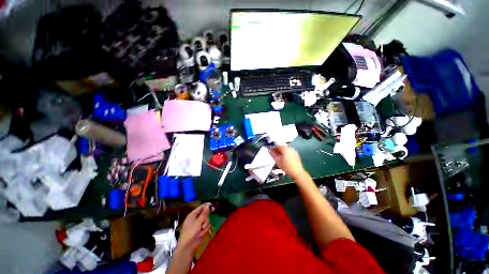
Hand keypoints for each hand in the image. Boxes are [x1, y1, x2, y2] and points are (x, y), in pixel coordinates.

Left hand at [178, 203, 212, 252]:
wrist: (189, 244)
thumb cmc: (191, 232)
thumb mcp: (198, 222)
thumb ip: (203, 214)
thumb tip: (207, 205)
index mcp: (192, 215)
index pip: (200, 208)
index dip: (206, 206)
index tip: (212, 204)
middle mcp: (195, 219)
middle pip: (205, 215)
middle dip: (205, 220)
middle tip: (203, 225)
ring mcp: (198, 225)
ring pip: (206, 221)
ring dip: (205, 226)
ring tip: (201, 230)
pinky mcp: (200, 230)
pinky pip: (206, 227)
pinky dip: (205, 230)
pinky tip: (201, 233)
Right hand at [269, 146, 305, 178]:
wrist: (297, 172)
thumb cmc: (287, 167)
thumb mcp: (278, 162)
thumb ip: (273, 155)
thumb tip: (270, 151)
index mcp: (285, 149)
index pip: (278, 145)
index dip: (273, 147)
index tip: (271, 149)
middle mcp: (290, 149)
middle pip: (283, 147)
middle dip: (278, 150)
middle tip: (274, 154)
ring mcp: (294, 152)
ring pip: (286, 150)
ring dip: (282, 152)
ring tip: (279, 157)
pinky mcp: (296, 155)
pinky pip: (290, 152)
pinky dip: (286, 154)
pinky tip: (284, 159)